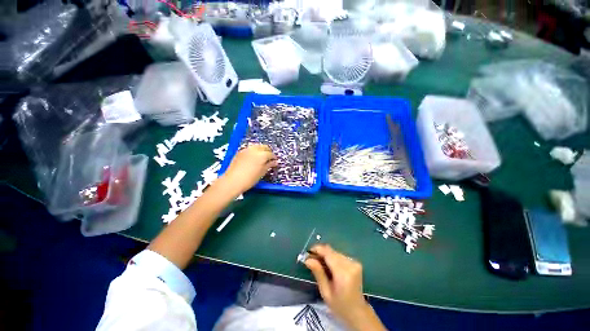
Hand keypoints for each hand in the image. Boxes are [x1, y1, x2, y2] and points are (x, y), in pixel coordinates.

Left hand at [220, 144, 276, 194]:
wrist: (233, 181)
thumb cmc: (250, 179)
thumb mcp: (262, 172)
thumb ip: (269, 165)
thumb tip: (275, 162)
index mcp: (262, 155)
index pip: (271, 154)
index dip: (274, 158)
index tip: (275, 162)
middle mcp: (255, 149)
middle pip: (264, 147)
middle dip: (268, 151)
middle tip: (269, 159)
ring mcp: (246, 149)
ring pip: (257, 146)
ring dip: (261, 150)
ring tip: (262, 158)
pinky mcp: (240, 151)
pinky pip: (250, 148)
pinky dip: (254, 151)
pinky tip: (253, 157)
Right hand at [305, 245, 385, 330]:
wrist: (358, 311)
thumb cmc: (340, 306)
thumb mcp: (325, 292)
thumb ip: (318, 273)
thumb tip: (307, 259)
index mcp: (343, 274)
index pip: (328, 253)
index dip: (317, 249)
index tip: (307, 252)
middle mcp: (350, 264)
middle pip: (331, 251)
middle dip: (320, 253)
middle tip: (311, 259)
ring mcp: (354, 262)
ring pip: (335, 252)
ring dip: (326, 255)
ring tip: (319, 264)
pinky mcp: (356, 262)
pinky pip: (340, 255)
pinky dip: (332, 258)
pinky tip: (329, 266)